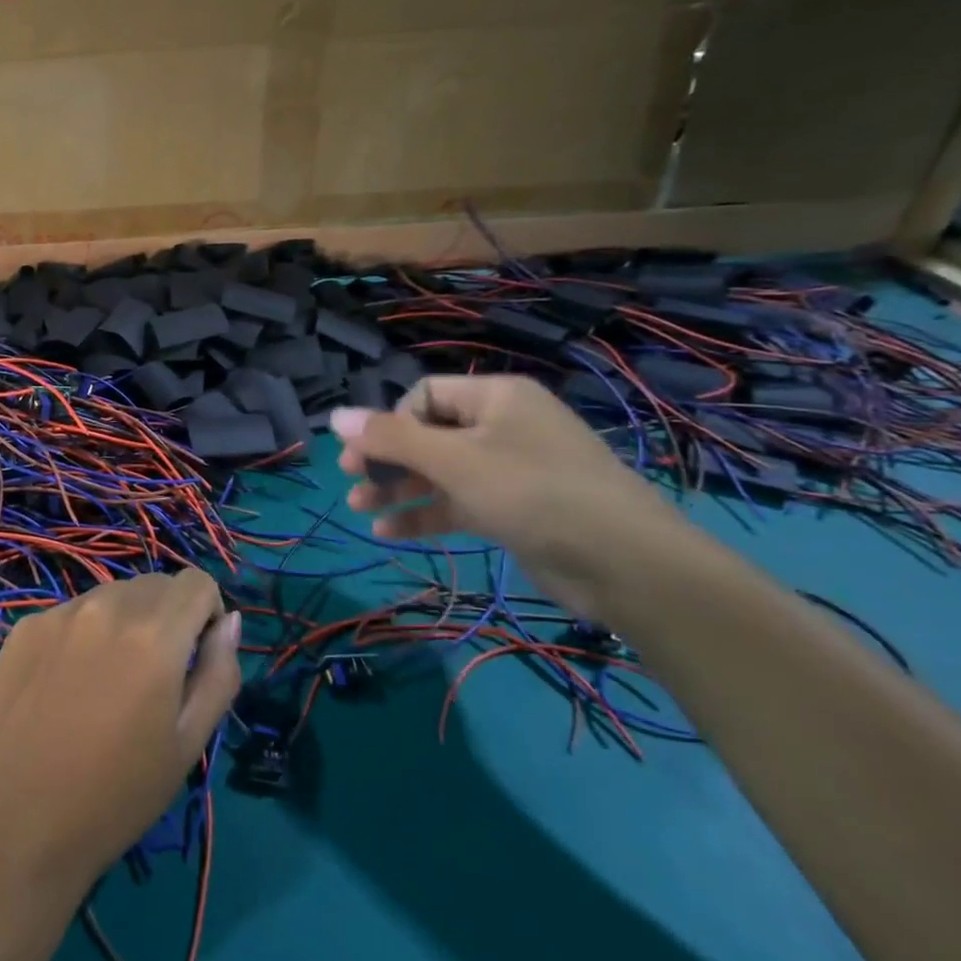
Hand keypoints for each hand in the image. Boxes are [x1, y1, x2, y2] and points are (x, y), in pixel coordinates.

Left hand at [0, 569, 240, 897]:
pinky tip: (67, 685)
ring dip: (124, 622)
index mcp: (154, 633)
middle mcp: (106, 606)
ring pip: (111, 595)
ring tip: (107, 682)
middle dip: (167, 617)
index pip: (197, 582)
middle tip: (152, 677)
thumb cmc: (117, 795)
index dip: (207, 614)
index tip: (195, 657)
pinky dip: (83, 634)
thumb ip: (219, 673)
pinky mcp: (25, 627)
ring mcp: (59, 613)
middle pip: (155, 585)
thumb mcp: (188, 743)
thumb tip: (228, 622)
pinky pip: (71, 613)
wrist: (19, 824)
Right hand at [331, 375, 686, 617]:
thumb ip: (390, 438)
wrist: (626, 564)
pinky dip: (424, 514)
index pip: (423, 396)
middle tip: (350, 481)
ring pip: (439, 472)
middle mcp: (501, 426)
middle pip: (427, 434)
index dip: (389, 421)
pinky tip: (389, 533)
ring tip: (359, 509)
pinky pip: (457, 502)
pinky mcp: (513, 509)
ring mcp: (509, 470)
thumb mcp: (453, 460)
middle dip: (386, 459)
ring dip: (398, 489)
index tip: (364, 455)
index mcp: (494, 397)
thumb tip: (334, 416)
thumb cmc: (532, 492)